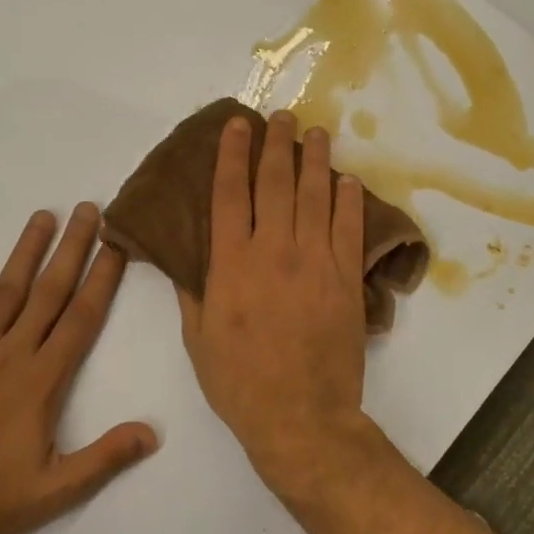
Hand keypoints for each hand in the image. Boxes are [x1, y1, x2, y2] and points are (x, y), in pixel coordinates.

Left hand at [0, 204, 157, 533]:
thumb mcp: (56, 490)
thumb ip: (105, 457)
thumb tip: (152, 433)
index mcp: (43, 380)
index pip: (81, 318)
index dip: (102, 278)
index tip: (117, 244)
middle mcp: (11, 354)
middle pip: (48, 292)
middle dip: (72, 249)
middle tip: (88, 210)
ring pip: (5, 292)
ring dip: (25, 252)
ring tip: (43, 216)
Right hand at [178, 111, 375, 490]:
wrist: (300, 416)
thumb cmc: (239, 382)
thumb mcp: (198, 339)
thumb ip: (193, 292)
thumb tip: (184, 257)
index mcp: (231, 264)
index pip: (230, 194)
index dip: (232, 155)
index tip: (237, 125)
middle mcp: (274, 252)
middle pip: (276, 184)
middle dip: (277, 144)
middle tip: (281, 117)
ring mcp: (315, 263)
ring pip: (315, 197)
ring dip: (315, 160)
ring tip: (316, 133)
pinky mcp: (346, 280)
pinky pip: (349, 230)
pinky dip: (349, 201)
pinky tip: (347, 181)